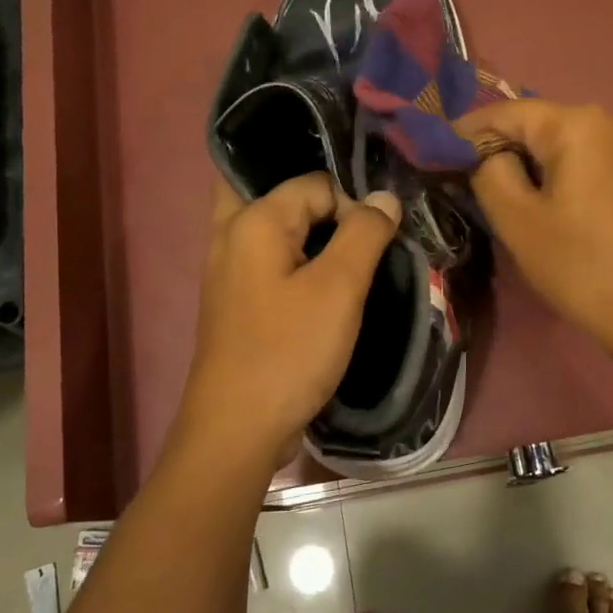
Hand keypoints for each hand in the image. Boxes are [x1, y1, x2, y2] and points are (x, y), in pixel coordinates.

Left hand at [173, 174, 400, 469]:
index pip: (315, 184)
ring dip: (310, 233)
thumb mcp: (338, 288)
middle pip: (279, 195)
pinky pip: (269, 261)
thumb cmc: (289, 351)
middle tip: (358, 231)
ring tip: (350, 255)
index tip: (376, 243)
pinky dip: (296, 260)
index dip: (352, 206)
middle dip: (322, 204)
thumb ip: (364, 233)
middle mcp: (230, 234)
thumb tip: (384, 196)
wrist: (238, 427)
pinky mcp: (236, 301)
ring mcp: (228, 270)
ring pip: (273, 229)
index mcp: (252, 220)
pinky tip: (324, 283)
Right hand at [458, 100, 612, 366]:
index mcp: (578, 125)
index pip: (508, 112)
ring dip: (532, 162)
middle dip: (501, 146)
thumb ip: (489, 173)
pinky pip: (593, 162)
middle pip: (541, 124)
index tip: (437, 151)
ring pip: (568, 144)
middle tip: (466, 176)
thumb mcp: (518, 220)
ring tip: (504, 191)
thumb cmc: (581, 265)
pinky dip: (563, 174)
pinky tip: (550, 202)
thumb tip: (486, 156)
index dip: (467, 130)